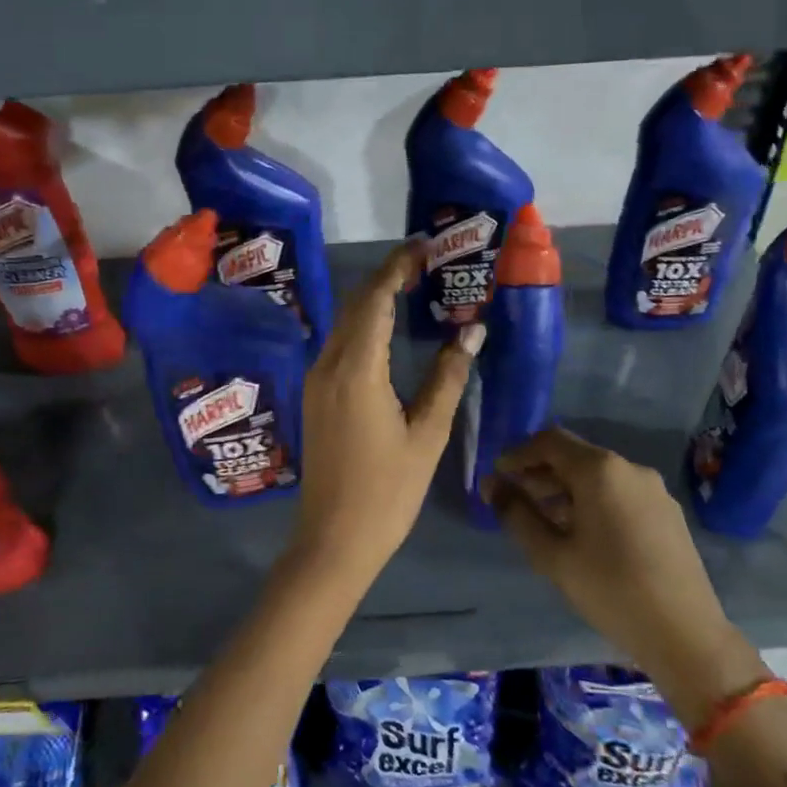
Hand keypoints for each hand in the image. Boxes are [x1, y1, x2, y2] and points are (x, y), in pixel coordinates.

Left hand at [291, 240, 482, 579]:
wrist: (333, 540)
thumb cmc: (387, 492)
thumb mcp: (427, 435)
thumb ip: (447, 378)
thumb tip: (471, 332)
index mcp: (357, 370)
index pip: (376, 299)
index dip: (399, 267)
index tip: (424, 246)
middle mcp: (328, 365)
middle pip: (356, 305)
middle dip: (387, 277)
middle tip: (424, 262)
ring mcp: (316, 381)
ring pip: (343, 324)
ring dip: (373, 300)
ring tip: (411, 288)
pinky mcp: (315, 397)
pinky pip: (338, 345)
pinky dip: (362, 325)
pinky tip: (386, 330)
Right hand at [485, 428, 763, 716]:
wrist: (685, 634)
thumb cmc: (610, 590)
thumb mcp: (552, 554)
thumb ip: (516, 514)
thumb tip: (492, 486)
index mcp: (600, 470)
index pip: (550, 441)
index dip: (518, 454)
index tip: (496, 477)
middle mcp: (629, 469)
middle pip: (574, 456)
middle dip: (539, 473)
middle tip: (512, 499)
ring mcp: (653, 490)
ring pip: (597, 477)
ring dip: (564, 489)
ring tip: (540, 519)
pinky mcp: (666, 513)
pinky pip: (618, 493)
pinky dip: (590, 501)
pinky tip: (579, 533)